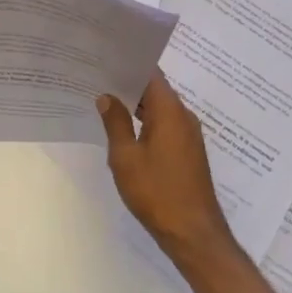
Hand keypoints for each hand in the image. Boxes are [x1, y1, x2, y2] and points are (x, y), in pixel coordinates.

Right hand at [97, 73, 236, 262]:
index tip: (105, 58)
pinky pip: (165, 126)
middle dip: (129, 84)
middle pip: (156, 90)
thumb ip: (116, 122)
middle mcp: (184, 116)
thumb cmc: (157, 191)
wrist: (193, 233)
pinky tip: (126, 130)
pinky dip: (146, 123)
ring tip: (106, 101)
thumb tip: (107, 96)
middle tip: (98, 78)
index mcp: (170, 111)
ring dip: (137, 106)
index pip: (151, 73)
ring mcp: (188, 135)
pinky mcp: (188, 152)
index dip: (129, 64)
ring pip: (160, 109)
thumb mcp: (126, 157)